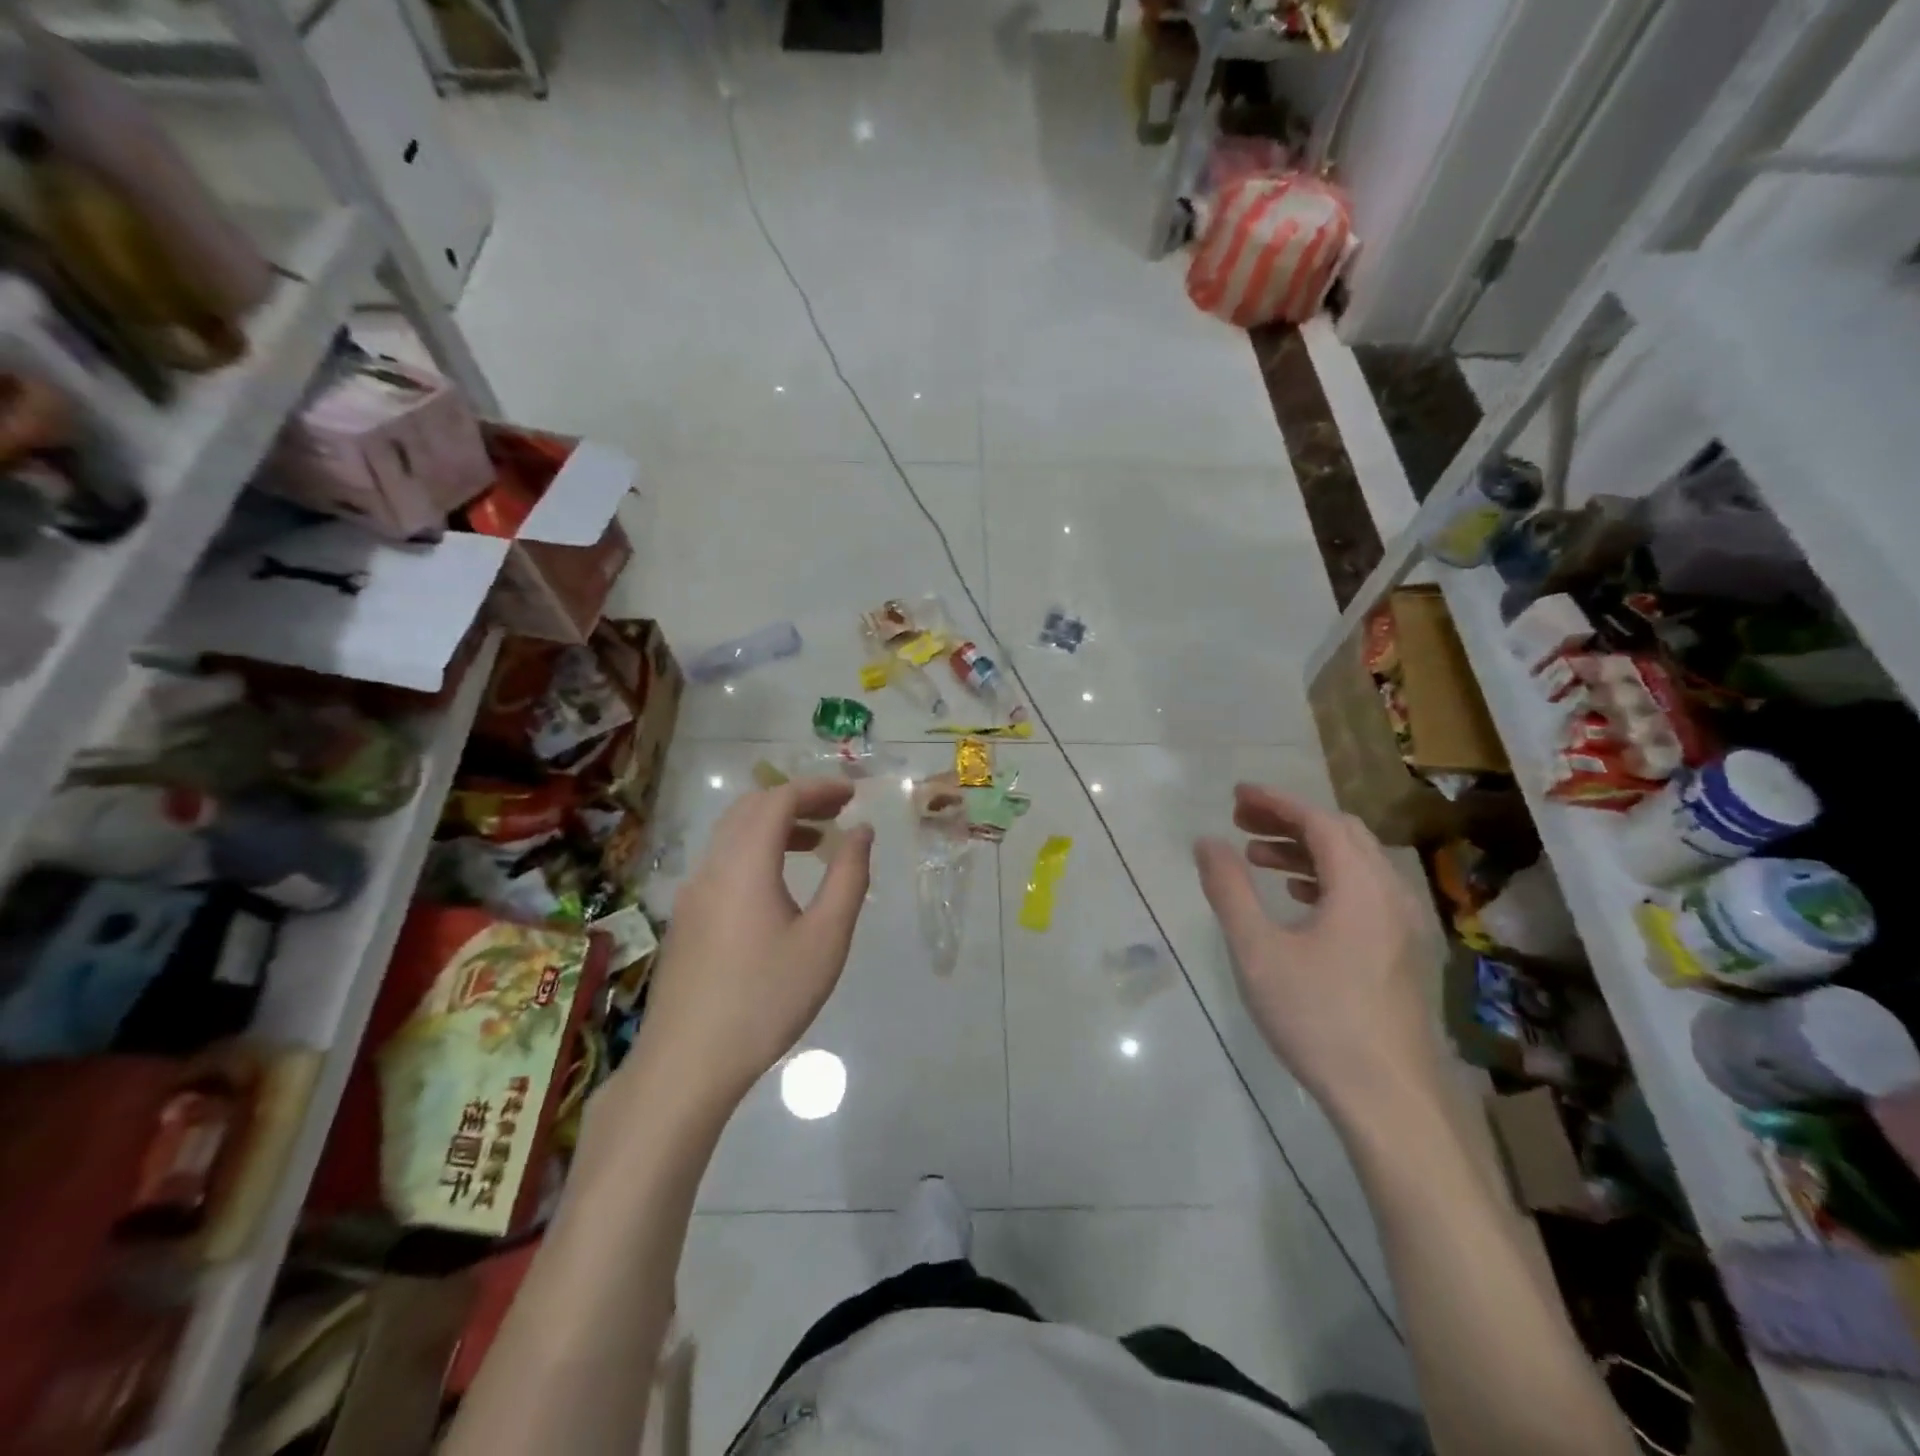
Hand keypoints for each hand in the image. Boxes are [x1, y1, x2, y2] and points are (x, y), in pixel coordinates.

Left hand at [633, 779, 873, 1108]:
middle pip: (751, 808)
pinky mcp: (686, 918)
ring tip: (816, 842)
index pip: (778, 799)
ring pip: (732, 835)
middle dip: (796, 799)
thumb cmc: (766, 999)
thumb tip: (861, 832)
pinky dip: (756, 850)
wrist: (687, 1063)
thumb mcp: (825, 939)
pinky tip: (778, 885)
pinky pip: (723, 862)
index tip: (853, 793)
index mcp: (745, 864)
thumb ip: (848, 877)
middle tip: (837, 810)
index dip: (817, 788)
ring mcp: (692, 893)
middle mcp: (712, 866)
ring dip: (775, 825)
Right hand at [1194, 784, 1440, 1130]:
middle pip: (1342, 835)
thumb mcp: (1257, 951)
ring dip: (1307, 851)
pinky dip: (1328, 880)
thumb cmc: (1318, 1018)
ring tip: (1258, 859)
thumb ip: (1229, 890)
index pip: (1319, 821)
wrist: (1389, 1100)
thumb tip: (1207, 842)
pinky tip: (1298, 900)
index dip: (1276, 802)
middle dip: (1290, 821)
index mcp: (1360, 887)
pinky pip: (1365, 893)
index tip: (1236, 796)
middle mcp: (1391, 895)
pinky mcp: (1403, 953)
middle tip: (1242, 822)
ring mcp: (1404, 926)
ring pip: (1356, 865)